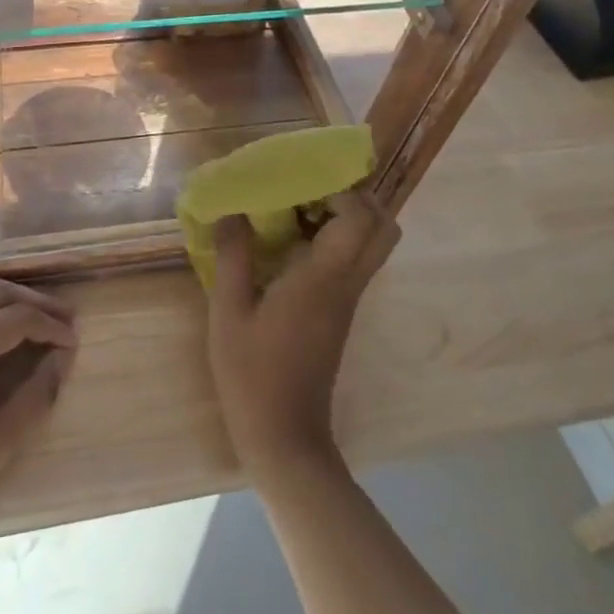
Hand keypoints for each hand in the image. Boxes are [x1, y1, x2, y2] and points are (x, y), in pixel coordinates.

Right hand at [207, 191, 394, 485]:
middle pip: (384, 228)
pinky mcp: (341, 313)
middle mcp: (347, 285)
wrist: (284, 436)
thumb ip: (233, 255)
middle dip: (355, 197)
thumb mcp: (229, 311)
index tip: (304, 178)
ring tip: (296, 209)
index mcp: (322, 280)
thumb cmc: (252, 373)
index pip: (361, 220)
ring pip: (374, 245)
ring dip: (346, 217)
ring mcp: (349, 300)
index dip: (342, 190)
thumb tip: (230, 210)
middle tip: (310, 188)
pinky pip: (355, 261)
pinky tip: (291, 242)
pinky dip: (336, 239)